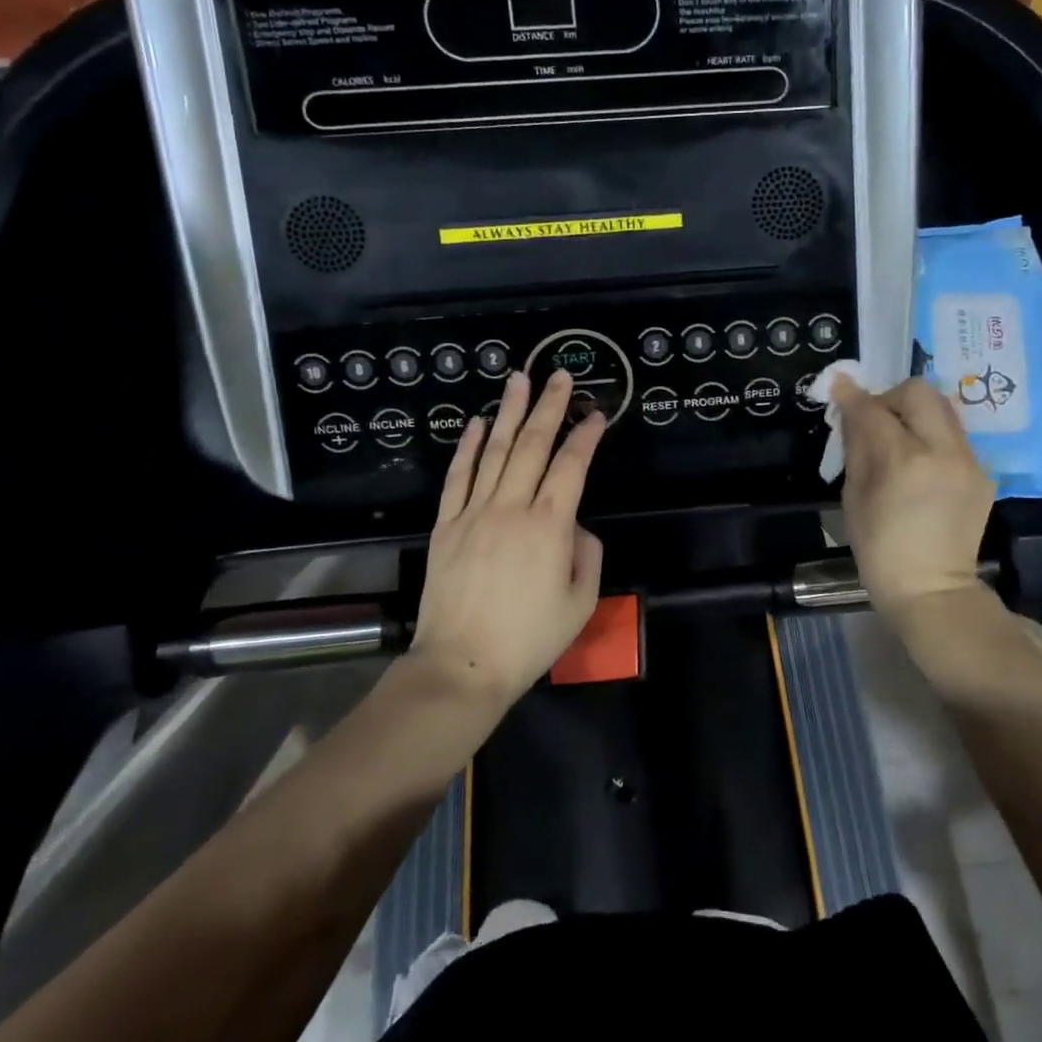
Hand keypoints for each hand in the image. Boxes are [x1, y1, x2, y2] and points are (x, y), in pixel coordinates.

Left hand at [410, 369, 605, 704]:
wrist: (462, 666)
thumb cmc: (529, 639)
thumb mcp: (580, 603)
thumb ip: (587, 556)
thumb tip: (575, 527)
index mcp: (549, 526)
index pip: (571, 466)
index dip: (585, 436)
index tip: (596, 414)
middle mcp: (511, 508)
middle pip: (533, 446)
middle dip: (549, 406)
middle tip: (559, 374)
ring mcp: (474, 513)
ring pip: (495, 451)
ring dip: (509, 412)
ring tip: (518, 379)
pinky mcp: (446, 525)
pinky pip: (458, 477)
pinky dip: (469, 447)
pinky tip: (478, 423)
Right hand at [832, 376, 996, 622]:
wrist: (932, 590)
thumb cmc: (879, 549)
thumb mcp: (853, 497)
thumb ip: (856, 447)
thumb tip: (852, 412)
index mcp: (902, 460)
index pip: (873, 409)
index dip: (853, 395)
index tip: (840, 385)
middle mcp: (942, 450)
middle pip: (918, 392)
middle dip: (892, 396)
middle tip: (876, 419)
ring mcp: (969, 461)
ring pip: (942, 409)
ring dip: (915, 413)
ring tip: (900, 439)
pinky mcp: (983, 473)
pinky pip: (955, 436)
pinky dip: (933, 437)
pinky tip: (922, 465)